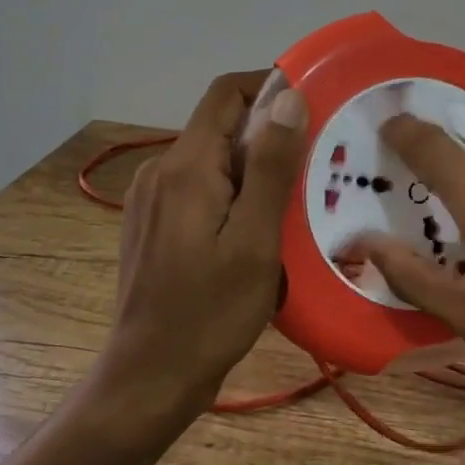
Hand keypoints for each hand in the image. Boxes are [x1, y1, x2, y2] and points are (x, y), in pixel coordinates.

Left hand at [104, 70, 308, 415]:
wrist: (149, 378)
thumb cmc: (209, 313)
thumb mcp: (255, 241)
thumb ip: (271, 166)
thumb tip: (288, 97)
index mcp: (185, 167)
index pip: (225, 94)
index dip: (268, 85)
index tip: (313, 104)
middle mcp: (161, 172)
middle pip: (220, 127)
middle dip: (269, 137)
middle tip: (316, 168)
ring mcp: (152, 200)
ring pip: (213, 161)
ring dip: (254, 171)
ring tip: (295, 204)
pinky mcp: (152, 225)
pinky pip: (200, 191)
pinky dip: (234, 196)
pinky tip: (259, 233)